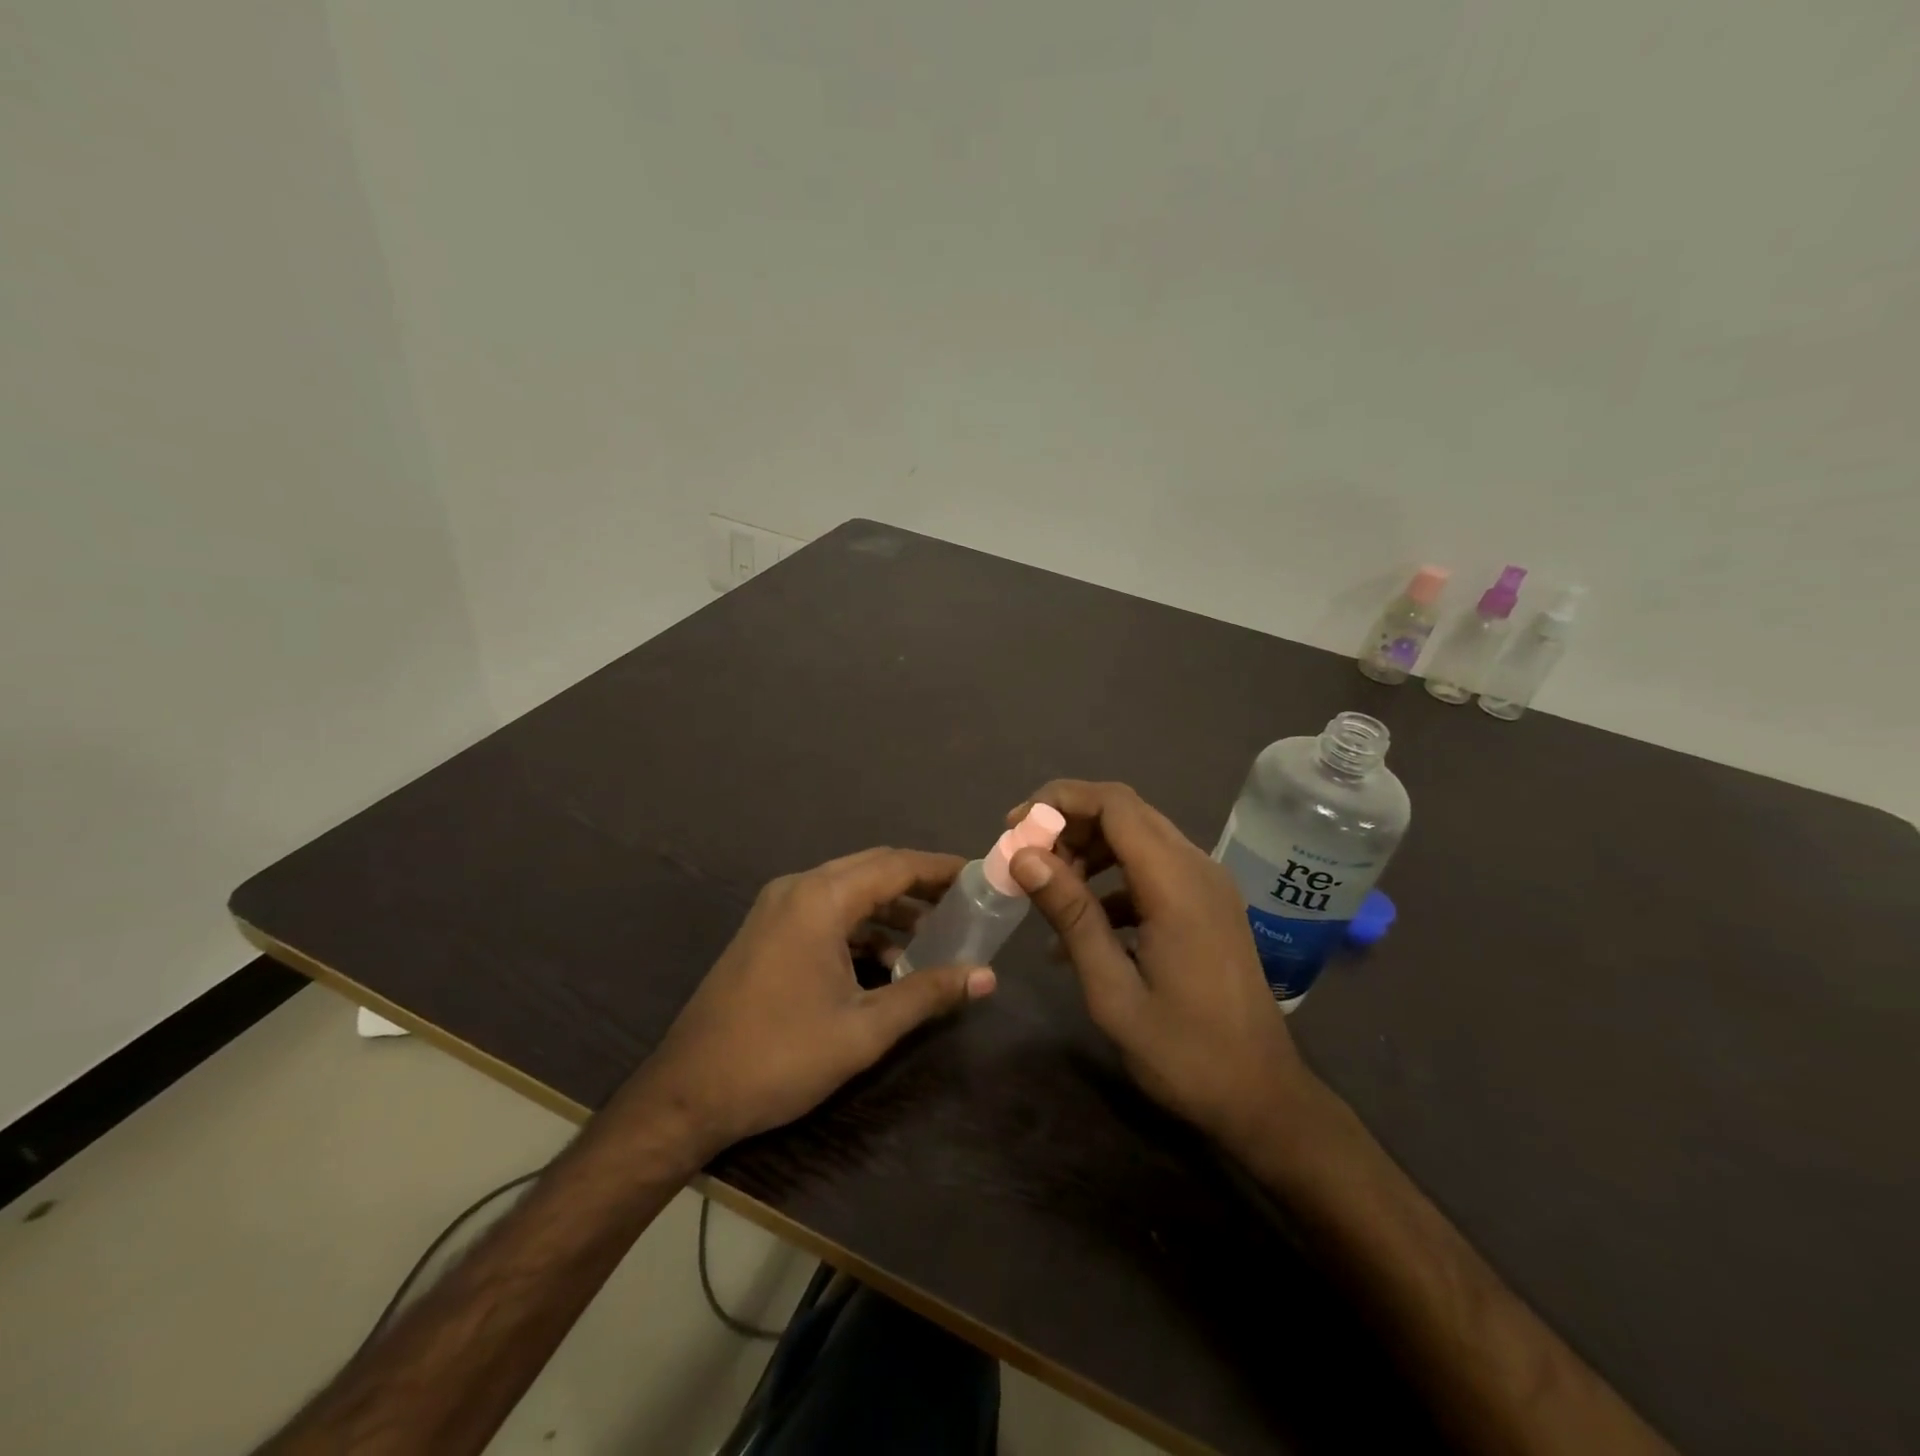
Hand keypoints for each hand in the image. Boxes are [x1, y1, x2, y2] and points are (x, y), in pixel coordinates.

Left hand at [620, 848, 995, 1162]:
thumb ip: (927, 994)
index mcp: (820, 899)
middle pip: (872, 870)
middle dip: (919, 885)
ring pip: (849, 890)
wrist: (687, 1093)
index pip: (895, 866)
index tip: (979, 876)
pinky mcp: (768, 931)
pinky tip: (887, 962)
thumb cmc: (780, 1056)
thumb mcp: (863, 1030)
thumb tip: (986, 977)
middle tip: (963, 903)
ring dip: (891, 908)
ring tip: (934, 936)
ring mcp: (777, 909)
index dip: (940, 868)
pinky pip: (827, 912)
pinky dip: (861, 926)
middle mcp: (797, 889)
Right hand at [1005, 781, 1313, 1154]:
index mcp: (1177, 883)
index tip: (1015, 827)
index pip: (1114, 804)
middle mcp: (1197, 868)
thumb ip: (1072, 916)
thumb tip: (1025, 857)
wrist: (1263, 1098)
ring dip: (1089, 850)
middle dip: (1069, 823)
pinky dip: (1112, 880)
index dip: (1060, 801)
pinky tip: (1083, 925)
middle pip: (1126, 812)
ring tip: (1050, 890)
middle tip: (1026, 858)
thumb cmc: (1184, 1053)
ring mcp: (1208, 885)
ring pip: (1138, 837)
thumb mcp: (1113, 991)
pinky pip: (1153, 869)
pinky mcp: (1208, 904)